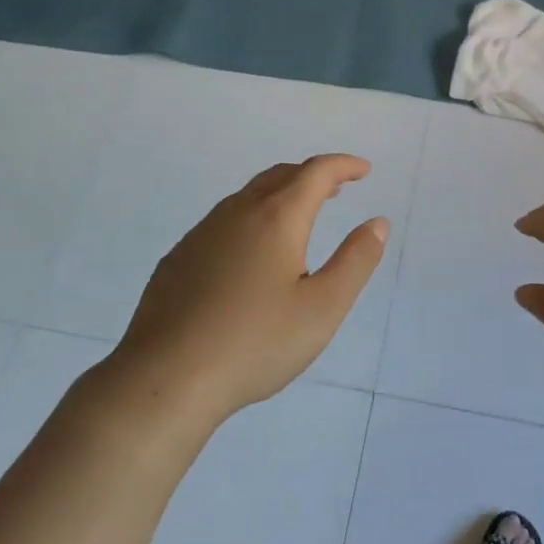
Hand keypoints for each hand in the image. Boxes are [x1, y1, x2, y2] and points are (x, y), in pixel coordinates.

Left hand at [114, 155, 388, 423]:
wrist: (166, 377)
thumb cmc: (256, 343)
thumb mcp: (323, 307)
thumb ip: (355, 260)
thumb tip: (377, 223)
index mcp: (277, 218)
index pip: (316, 173)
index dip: (343, 166)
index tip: (363, 170)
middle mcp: (237, 213)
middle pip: (280, 176)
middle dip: (312, 176)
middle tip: (337, 189)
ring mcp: (201, 233)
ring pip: (247, 197)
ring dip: (280, 195)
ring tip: (299, 217)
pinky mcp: (179, 258)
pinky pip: (223, 222)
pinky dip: (251, 218)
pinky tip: (251, 254)